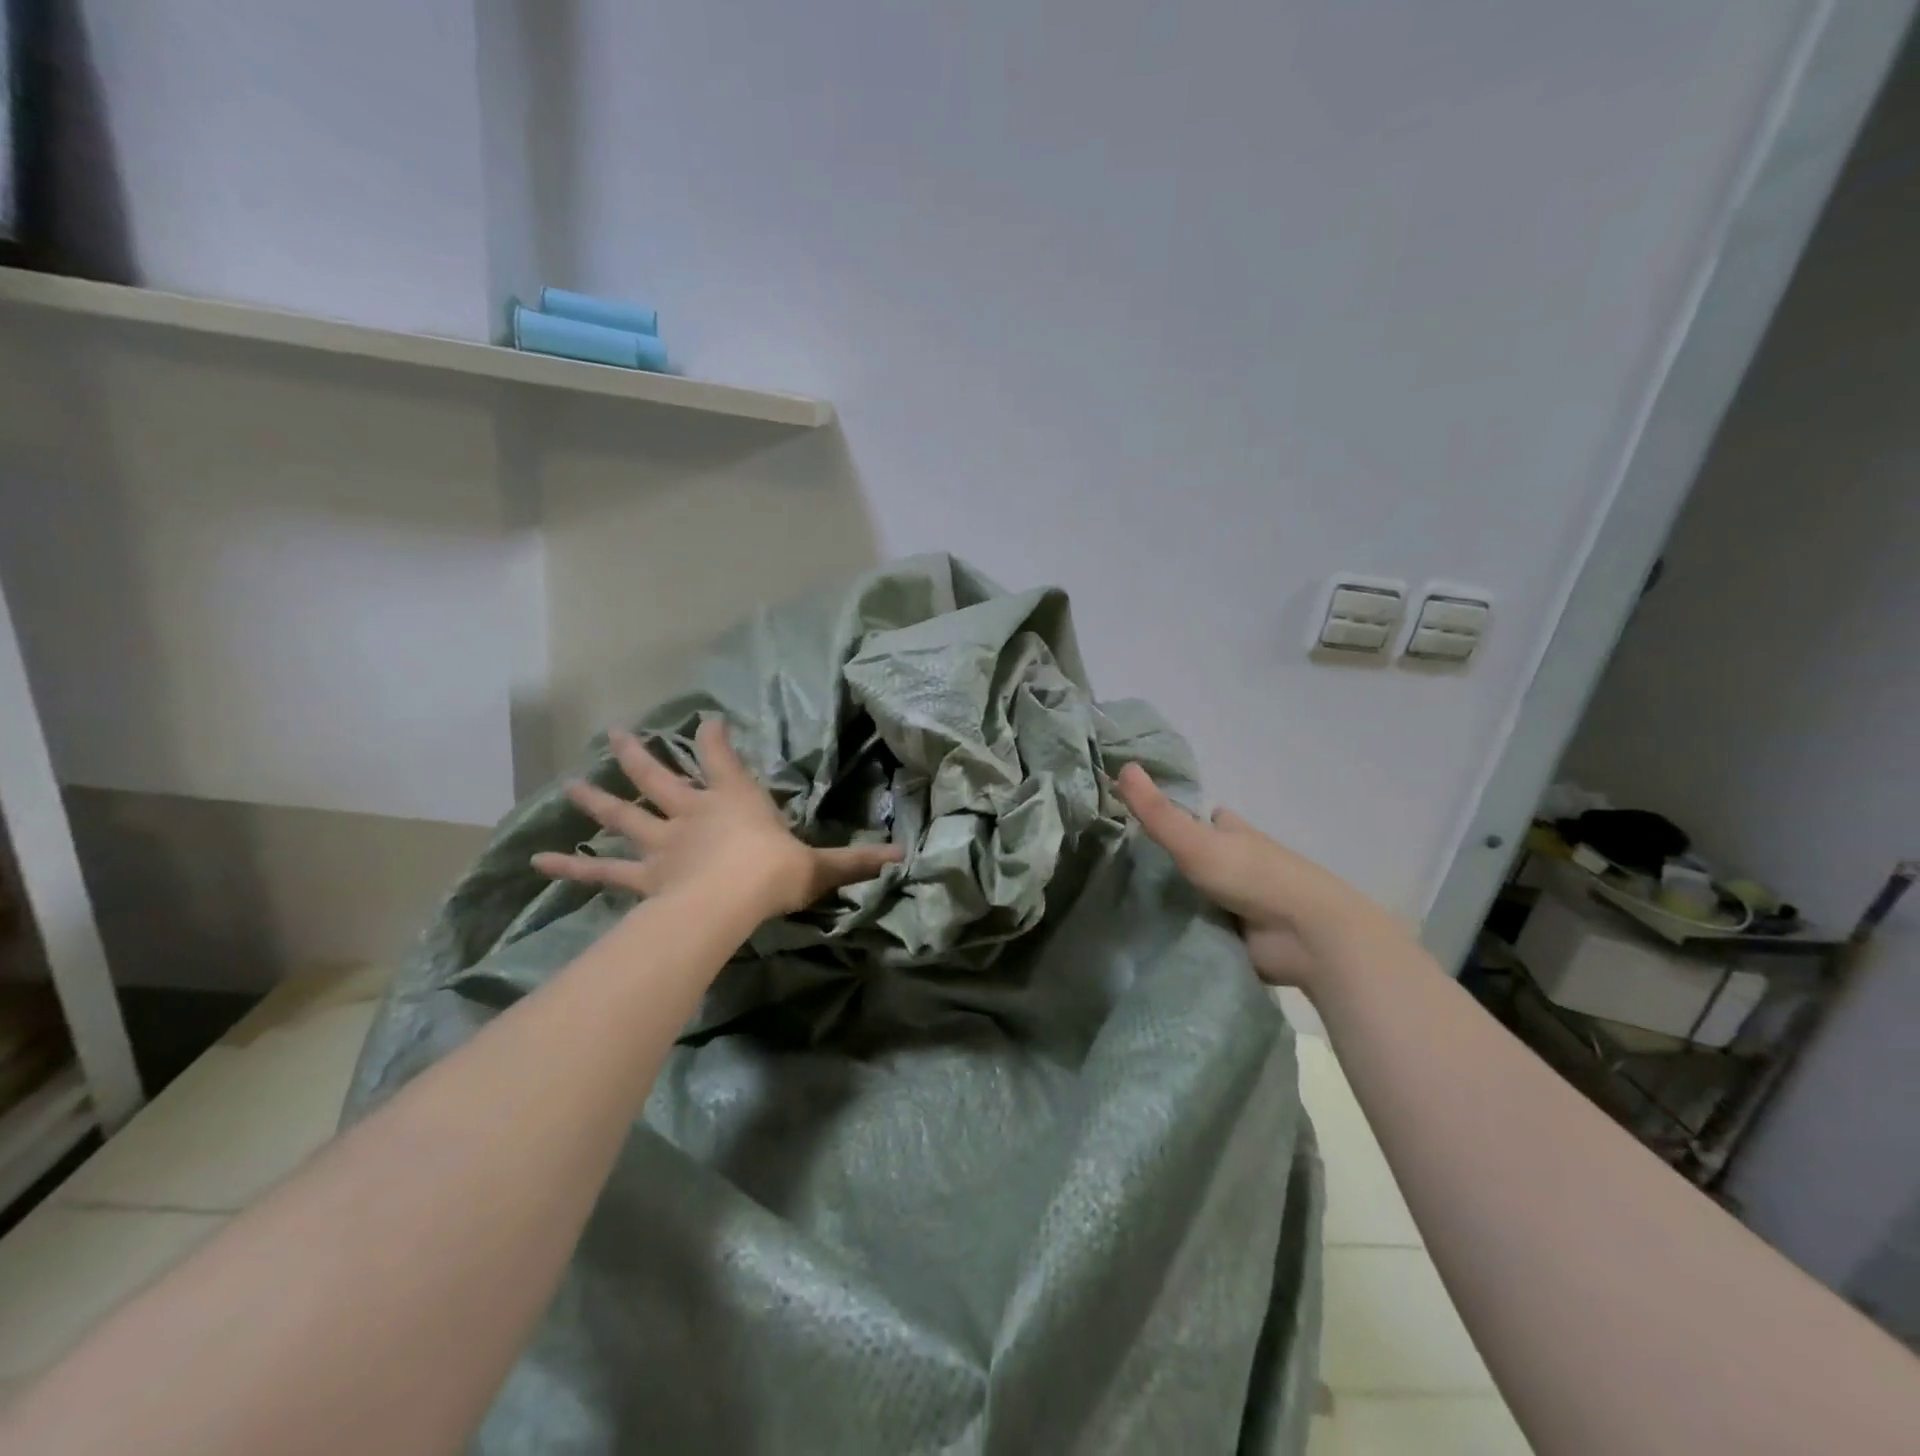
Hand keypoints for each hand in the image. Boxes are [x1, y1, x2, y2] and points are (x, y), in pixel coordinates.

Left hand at [533, 719, 903, 918]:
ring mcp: (661, 842)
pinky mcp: (641, 874)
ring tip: (569, 783)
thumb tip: (903, 855)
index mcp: (734, 800)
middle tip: (614, 732)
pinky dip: (571, 863)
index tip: (706, 719)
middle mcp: (692, 812)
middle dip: (638, 755)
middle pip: (659, 777)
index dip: (713, 737)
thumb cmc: (774, 873)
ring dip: (597, 799)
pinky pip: (602, 869)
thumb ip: (855, 861)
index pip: (721, 757)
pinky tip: (538, 859)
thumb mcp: (819, 867)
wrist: (731, 900)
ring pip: (624, 815)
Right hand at [1115, 762, 1405, 988]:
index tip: (1140, 818)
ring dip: (1174, 898)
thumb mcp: (1195, 840)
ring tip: (1124, 900)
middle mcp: (1238, 862)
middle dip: (1171, 860)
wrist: (1306, 936)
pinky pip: (1202, 927)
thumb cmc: (1252, 875)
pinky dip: (1182, 929)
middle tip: (1121, 865)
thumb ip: (1157, 811)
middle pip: (1199, 855)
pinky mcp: (1240, 936)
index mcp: (1233, 832)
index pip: (1204, 817)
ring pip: (1199, 893)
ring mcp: (1241, 901)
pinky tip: (1149, 933)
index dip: (1179, 814)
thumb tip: (1122, 766)